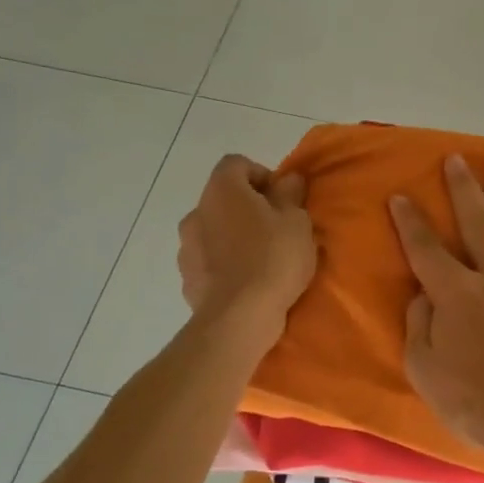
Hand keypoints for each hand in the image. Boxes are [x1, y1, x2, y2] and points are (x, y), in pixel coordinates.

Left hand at [178, 155, 316, 340]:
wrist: (238, 318)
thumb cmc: (273, 258)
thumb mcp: (297, 221)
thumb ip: (291, 194)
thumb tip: (288, 179)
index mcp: (222, 190)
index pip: (236, 164)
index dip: (261, 175)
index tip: (282, 199)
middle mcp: (196, 212)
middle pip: (224, 199)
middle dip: (249, 209)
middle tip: (277, 230)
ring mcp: (186, 247)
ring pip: (214, 231)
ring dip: (234, 238)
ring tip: (261, 260)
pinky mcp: (187, 279)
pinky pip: (209, 261)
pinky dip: (225, 265)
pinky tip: (246, 283)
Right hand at [389, 155, 483, 469]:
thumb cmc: (481, 405)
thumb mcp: (427, 374)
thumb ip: (419, 328)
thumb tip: (421, 295)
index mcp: (458, 295)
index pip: (426, 249)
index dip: (410, 222)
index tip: (401, 196)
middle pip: (479, 224)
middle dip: (464, 189)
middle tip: (456, 159)